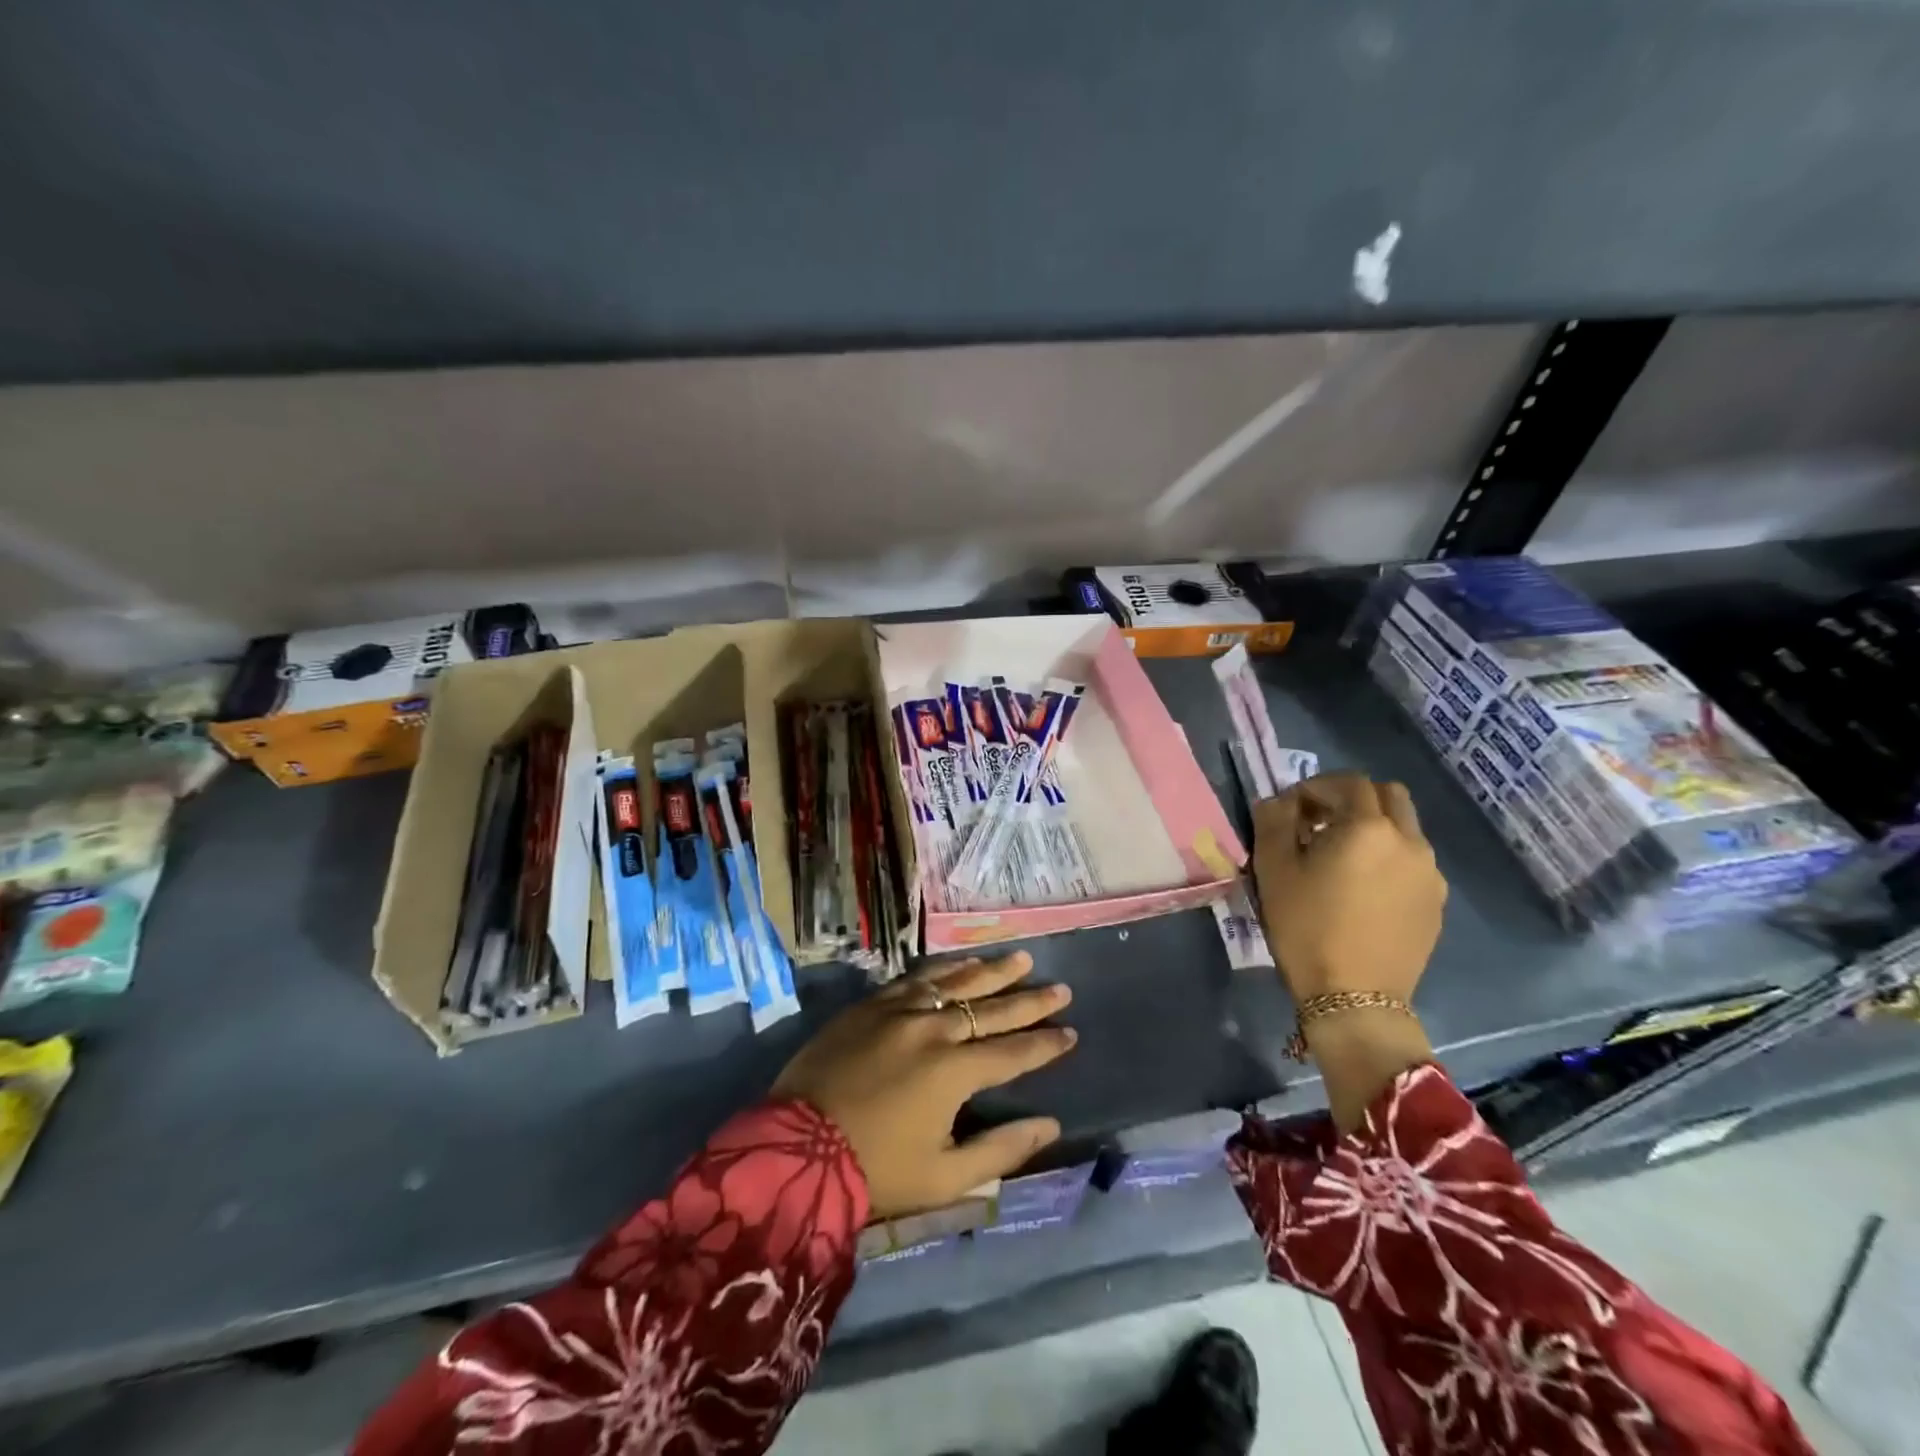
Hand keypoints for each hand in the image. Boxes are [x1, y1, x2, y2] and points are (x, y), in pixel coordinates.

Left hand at [773, 952, 1076, 1219]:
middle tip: (1060, 988)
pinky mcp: (871, 1005)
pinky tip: (961, 962)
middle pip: (991, 1009)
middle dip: (1029, 1000)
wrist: (794, 1149)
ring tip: (1020, 959)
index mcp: (955, 1072)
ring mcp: (900, 1011)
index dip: (1045, 1043)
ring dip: (991, 971)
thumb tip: (1050, 1125)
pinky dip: (945, 969)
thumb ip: (1001, 1150)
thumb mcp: (944, 1176)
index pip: (1013, 1052)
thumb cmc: (873, 1170)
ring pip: (956, 982)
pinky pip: (917, 978)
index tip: (1071, 1032)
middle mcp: (933, 1029)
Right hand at [1252, 773, 1446, 1004]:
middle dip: (1352, 798)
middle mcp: (1409, 841)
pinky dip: (1388, 857)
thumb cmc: (1306, 927)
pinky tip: (1363, 888)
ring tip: (1341, 858)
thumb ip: (1273, 821)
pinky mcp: (1436, 902)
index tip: (1291, 809)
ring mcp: (1429, 873)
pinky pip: (1413, 861)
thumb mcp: (1273, 870)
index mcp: (1368, 827)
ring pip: (1405, 828)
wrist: (1354, 998)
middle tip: (1319, 822)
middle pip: (1388, 795)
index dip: (1315, 787)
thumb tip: (1279, 801)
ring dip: (1373, 827)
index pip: (1347, 782)